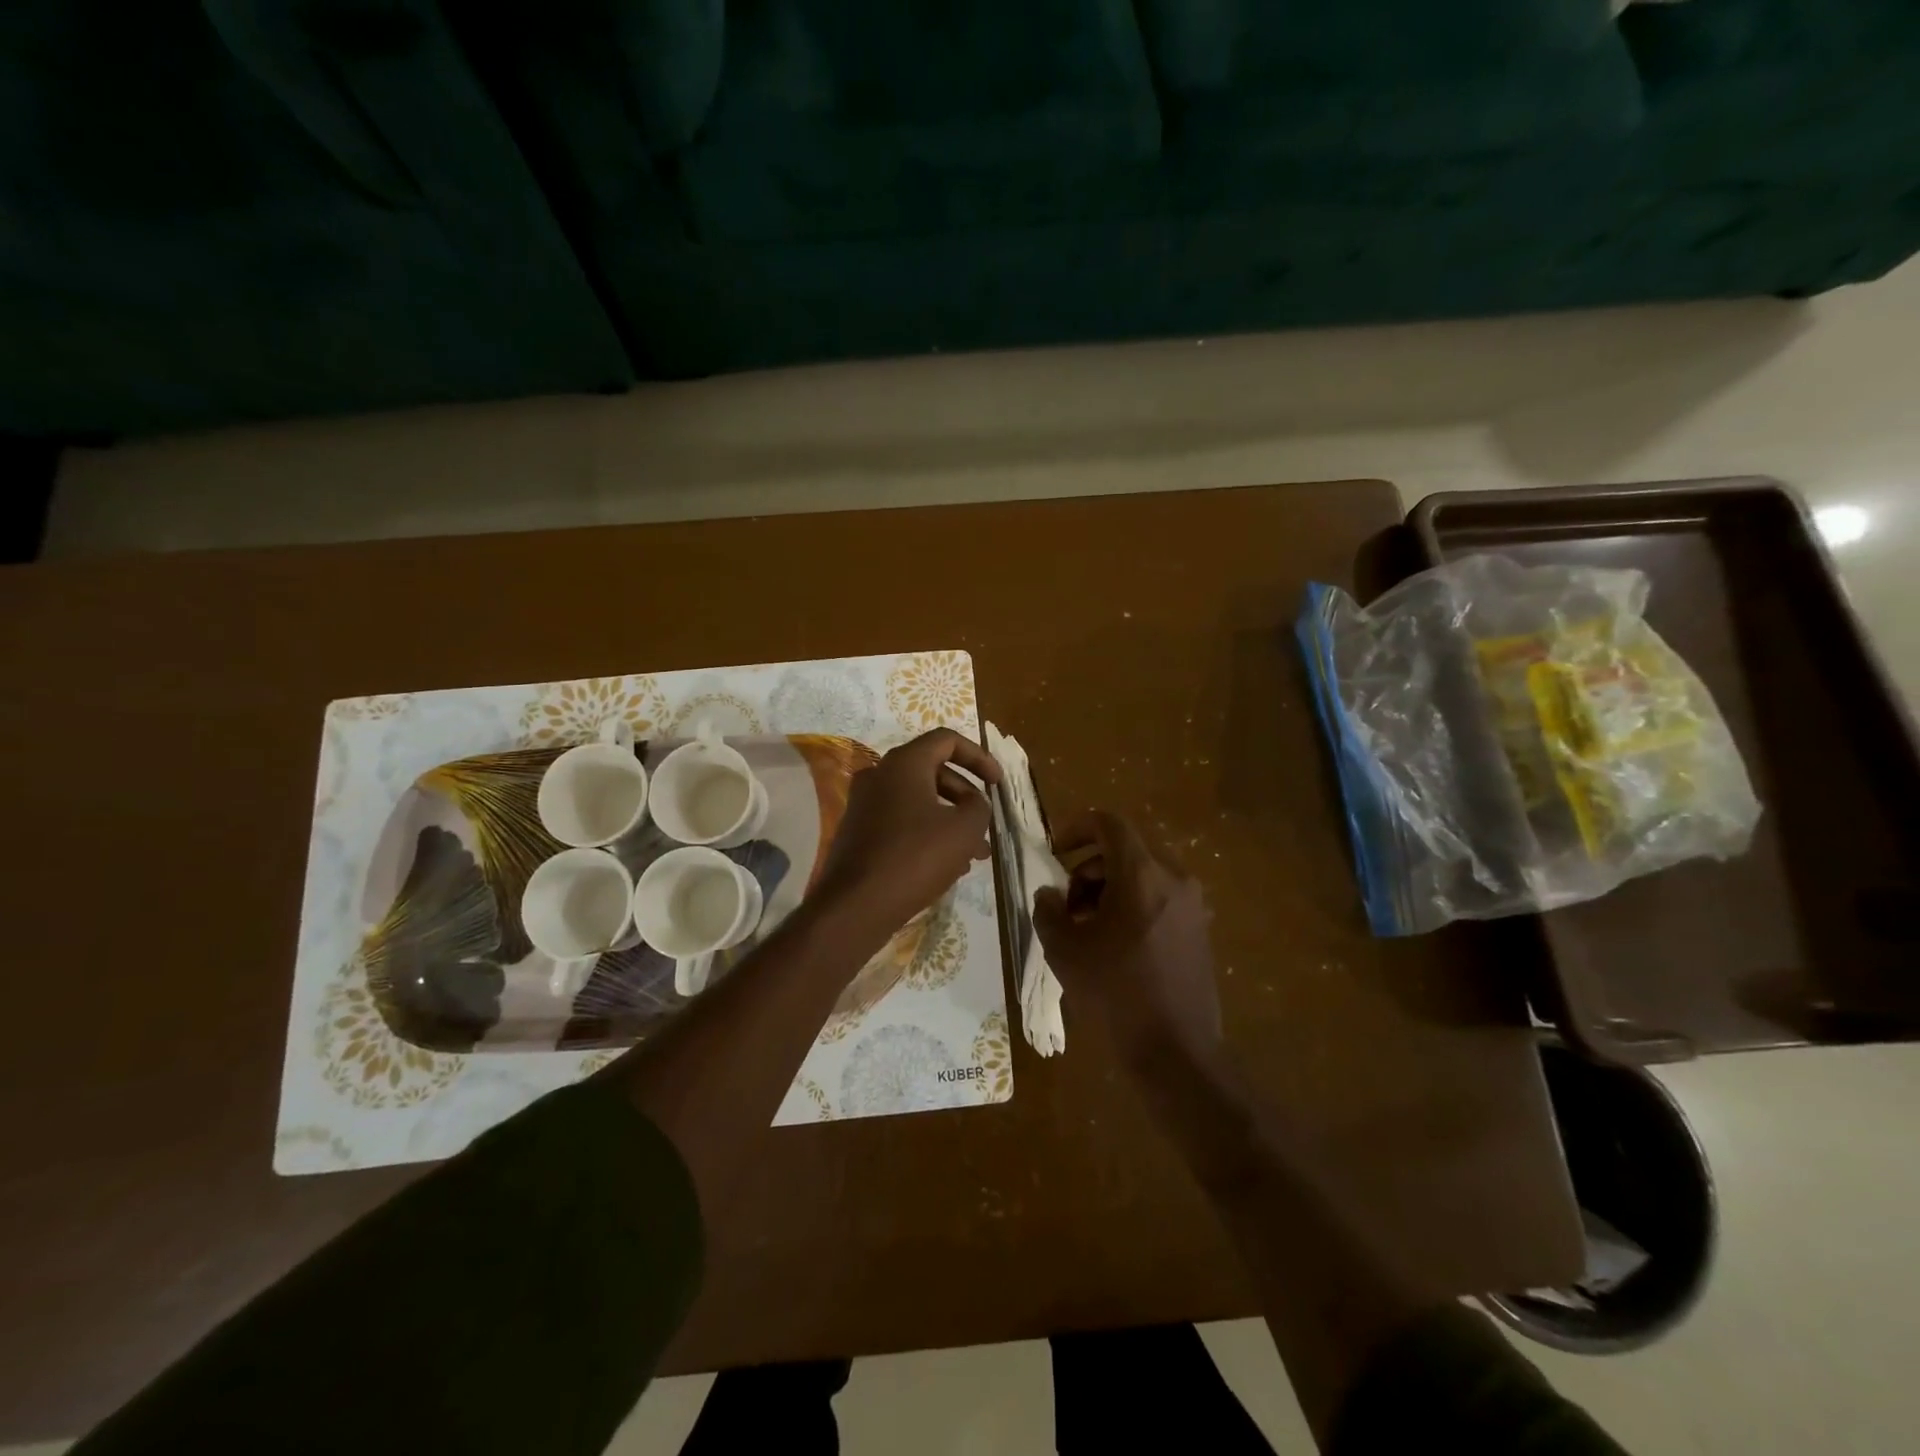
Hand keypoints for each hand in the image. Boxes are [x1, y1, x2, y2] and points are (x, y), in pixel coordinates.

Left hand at [815, 728, 1002, 932]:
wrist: (856, 905)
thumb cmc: (915, 857)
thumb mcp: (964, 829)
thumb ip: (979, 806)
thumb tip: (973, 803)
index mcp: (904, 763)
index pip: (946, 740)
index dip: (979, 756)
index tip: (997, 783)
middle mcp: (879, 775)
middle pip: (933, 772)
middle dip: (966, 797)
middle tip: (986, 826)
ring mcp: (864, 804)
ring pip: (919, 801)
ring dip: (950, 821)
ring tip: (975, 855)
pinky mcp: (859, 832)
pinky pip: (901, 822)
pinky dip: (927, 833)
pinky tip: (947, 866)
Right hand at [1033, 810, 1220, 1073]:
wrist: (1176, 1051)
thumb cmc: (1115, 993)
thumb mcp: (1064, 950)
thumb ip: (1048, 910)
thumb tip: (1050, 894)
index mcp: (1141, 874)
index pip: (1109, 824)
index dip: (1076, 828)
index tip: (1055, 852)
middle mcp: (1174, 878)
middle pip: (1125, 850)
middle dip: (1089, 868)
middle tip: (1068, 904)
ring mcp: (1192, 904)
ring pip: (1143, 874)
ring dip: (1110, 887)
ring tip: (1088, 928)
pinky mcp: (1200, 929)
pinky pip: (1161, 897)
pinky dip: (1134, 903)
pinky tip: (1116, 944)